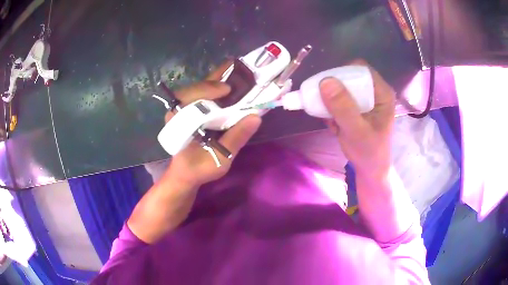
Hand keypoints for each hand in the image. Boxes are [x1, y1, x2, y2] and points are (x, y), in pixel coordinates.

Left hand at [164, 61, 261, 187]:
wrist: (186, 173)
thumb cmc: (198, 168)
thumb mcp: (218, 159)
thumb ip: (234, 139)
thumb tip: (255, 118)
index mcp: (179, 122)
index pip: (188, 97)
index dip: (207, 89)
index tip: (227, 89)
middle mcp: (178, 110)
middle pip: (196, 86)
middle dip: (217, 78)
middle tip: (239, 71)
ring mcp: (185, 109)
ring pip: (201, 87)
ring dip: (220, 79)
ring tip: (240, 72)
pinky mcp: (192, 110)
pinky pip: (205, 93)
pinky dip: (219, 86)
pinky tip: (233, 83)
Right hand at [319, 60, 394, 179]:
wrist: (370, 170)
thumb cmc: (369, 153)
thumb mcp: (356, 132)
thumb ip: (343, 108)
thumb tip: (325, 81)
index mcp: (382, 93)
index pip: (361, 69)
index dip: (342, 73)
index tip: (327, 88)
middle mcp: (374, 92)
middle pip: (349, 77)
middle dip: (334, 93)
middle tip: (326, 108)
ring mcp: (365, 100)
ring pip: (342, 88)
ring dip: (331, 104)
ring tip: (333, 122)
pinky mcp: (357, 107)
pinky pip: (339, 100)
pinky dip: (332, 111)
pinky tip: (336, 126)